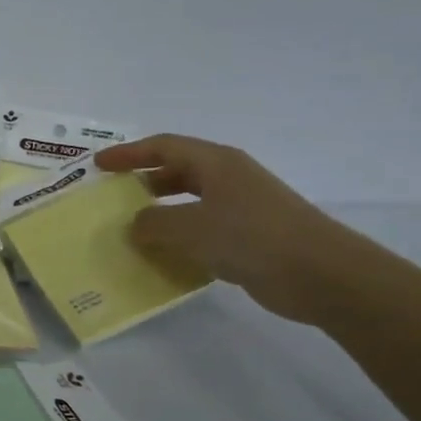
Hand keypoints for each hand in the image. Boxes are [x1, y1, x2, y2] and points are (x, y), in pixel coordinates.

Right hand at [96, 135, 368, 324]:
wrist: (321, 274)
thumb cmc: (252, 237)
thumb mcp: (191, 228)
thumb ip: (154, 224)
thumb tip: (135, 225)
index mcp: (216, 163)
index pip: (163, 147)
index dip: (128, 154)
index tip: (98, 166)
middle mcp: (228, 178)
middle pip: (177, 171)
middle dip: (143, 182)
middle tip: (113, 198)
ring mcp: (241, 207)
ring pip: (190, 202)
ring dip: (160, 213)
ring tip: (132, 230)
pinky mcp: (249, 236)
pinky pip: (203, 229)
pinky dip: (180, 238)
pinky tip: (165, 257)